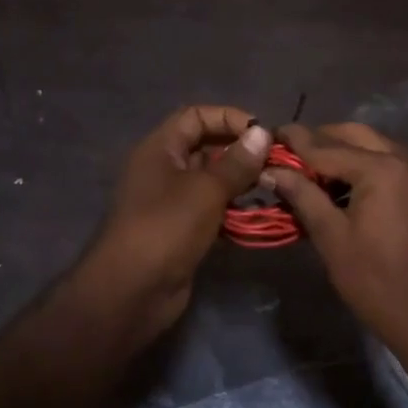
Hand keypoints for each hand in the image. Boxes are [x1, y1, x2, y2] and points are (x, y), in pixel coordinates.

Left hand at [76, 105, 271, 339]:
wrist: (133, 290)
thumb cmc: (167, 228)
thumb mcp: (206, 190)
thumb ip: (236, 162)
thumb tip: (262, 133)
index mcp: (160, 149)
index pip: (195, 116)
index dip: (228, 118)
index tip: (262, 134)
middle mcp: (163, 170)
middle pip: (205, 147)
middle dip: (240, 152)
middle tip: (274, 163)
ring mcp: (171, 202)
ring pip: (211, 182)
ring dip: (240, 183)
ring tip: (272, 187)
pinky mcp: (181, 231)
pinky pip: (211, 210)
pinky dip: (232, 210)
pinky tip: (258, 215)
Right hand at [267, 122, 407, 349]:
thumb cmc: (374, 280)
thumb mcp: (331, 237)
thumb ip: (302, 195)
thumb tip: (271, 171)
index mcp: (382, 169)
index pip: (327, 147)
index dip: (295, 142)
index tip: (267, 134)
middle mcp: (406, 158)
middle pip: (354, 135)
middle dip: (321, 139)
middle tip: (289, 153)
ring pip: (374, 144)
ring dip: (342, 150)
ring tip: (309, 170)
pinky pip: (390, 161)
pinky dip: (364, 164)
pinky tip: (341, 184)